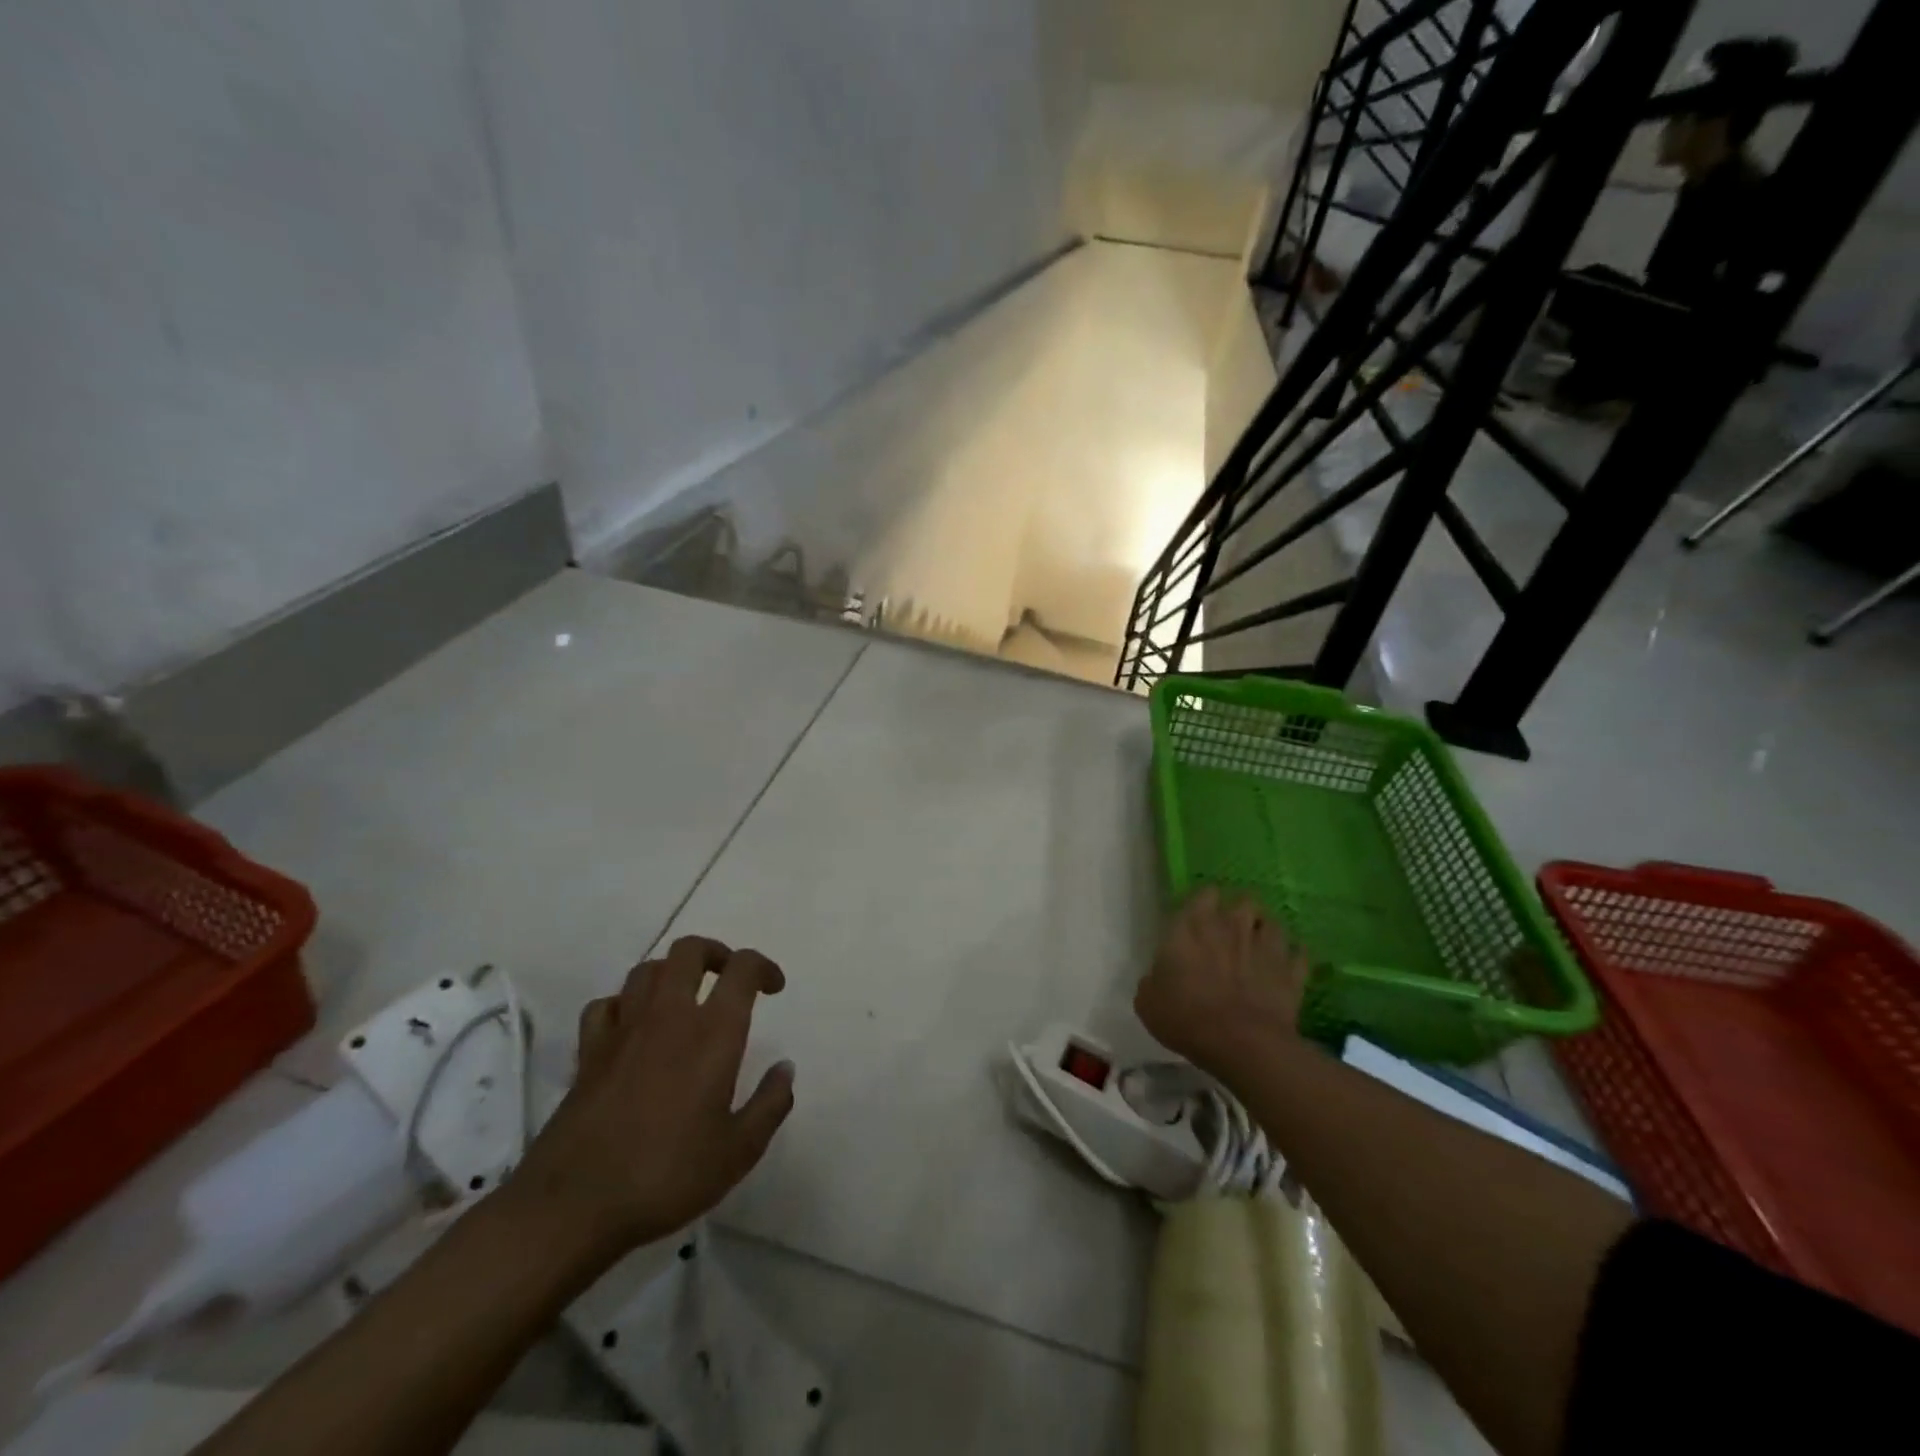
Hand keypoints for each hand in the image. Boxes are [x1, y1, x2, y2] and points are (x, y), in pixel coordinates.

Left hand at [509, 936, 795, 1256]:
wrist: (572, 1207)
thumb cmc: (666, 1176)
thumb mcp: (738, 1152)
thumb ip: (770, 1104)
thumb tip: (785, 1068)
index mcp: (713, 1032)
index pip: (742, 969)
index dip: (763, 967)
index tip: (774, 988)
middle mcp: (668, 1016)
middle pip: (689, 950)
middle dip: (715, 953)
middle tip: (728, 978)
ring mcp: (623, 1030)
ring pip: (647, 970)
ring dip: (671, 973)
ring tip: (684, 999)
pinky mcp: (588, 1052)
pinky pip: (606, 1005)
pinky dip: (624, 1005)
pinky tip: (632, 1028)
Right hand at [1135, 888, 1309, 1076]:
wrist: (1240, 1043)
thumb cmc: (1185, 1016)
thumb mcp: (1148, 1001)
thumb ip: (1154, 980)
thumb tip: (1158, 978)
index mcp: (1192, 926)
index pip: (1204, 894)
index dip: (1204, 902)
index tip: (1200, 916)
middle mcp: (1232, 927)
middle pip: (1244, 900)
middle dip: (1240, 911)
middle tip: (1232, 930)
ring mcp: (1266, 947)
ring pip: (1273, 923)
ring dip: (1266, 931)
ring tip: (1260, 946)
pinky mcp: (1292, 973)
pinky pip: (1299, 956)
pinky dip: (1293, 959)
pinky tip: (1286, 968)